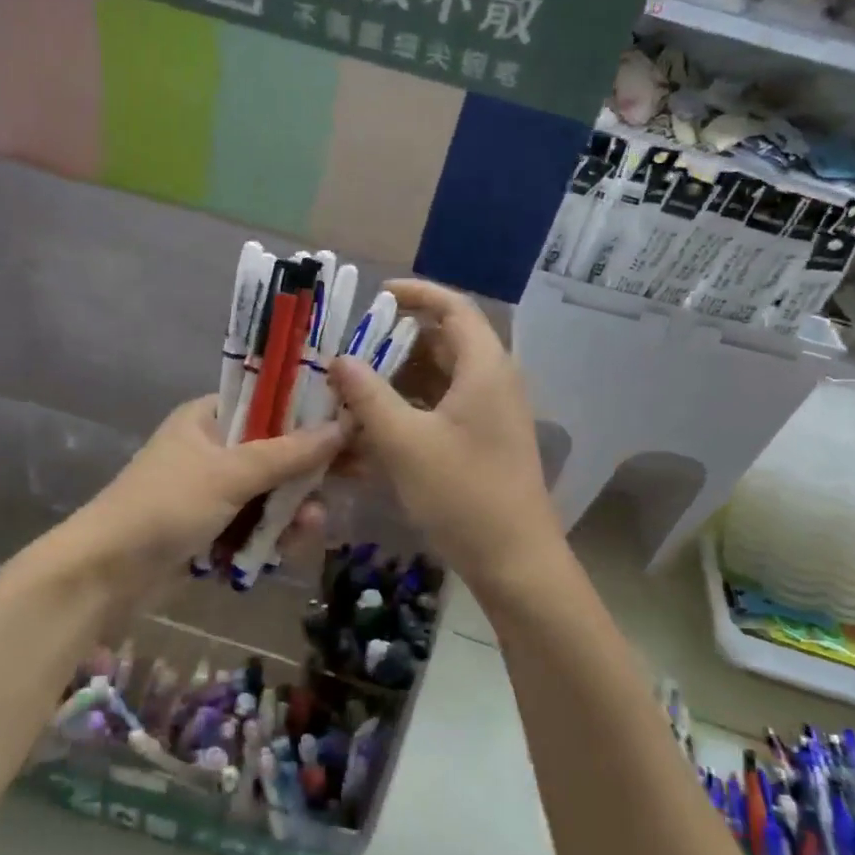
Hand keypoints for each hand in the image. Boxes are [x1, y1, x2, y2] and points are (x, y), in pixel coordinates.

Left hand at [63, 395, 343, 596]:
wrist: (106, 574)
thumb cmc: (165, 506)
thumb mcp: (229, 474)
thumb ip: (288, 453)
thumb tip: (343, 426)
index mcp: (210, 417)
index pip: (271, 402)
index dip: (312, 413)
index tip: (352, 425)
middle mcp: (214, 448)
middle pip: (278, 450)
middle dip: (310, 471)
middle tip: (356, 476)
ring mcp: (215, 491)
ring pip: (273, 492)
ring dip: (295, 508)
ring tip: (311, 526)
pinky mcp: (215, 528)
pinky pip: (257, 523)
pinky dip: (274, 533)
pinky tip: (290, 546)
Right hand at [327, 279, 560, 583]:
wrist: (514, 560)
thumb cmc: (462, 493)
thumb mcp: (404, 442)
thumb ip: (368, 396)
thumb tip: (340, 359)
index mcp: (484, 367)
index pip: (453, 307)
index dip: (416, 293)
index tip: (376, 295)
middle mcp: (493, 382)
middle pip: (445, 341)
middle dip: (397, 340)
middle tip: (352, 347)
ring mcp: (491, 414)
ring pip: (442, 378)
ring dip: (400, 377)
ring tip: (355, 386)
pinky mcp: (484, 442)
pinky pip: (444, 408)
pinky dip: (412, 408)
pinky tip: (376, 427)